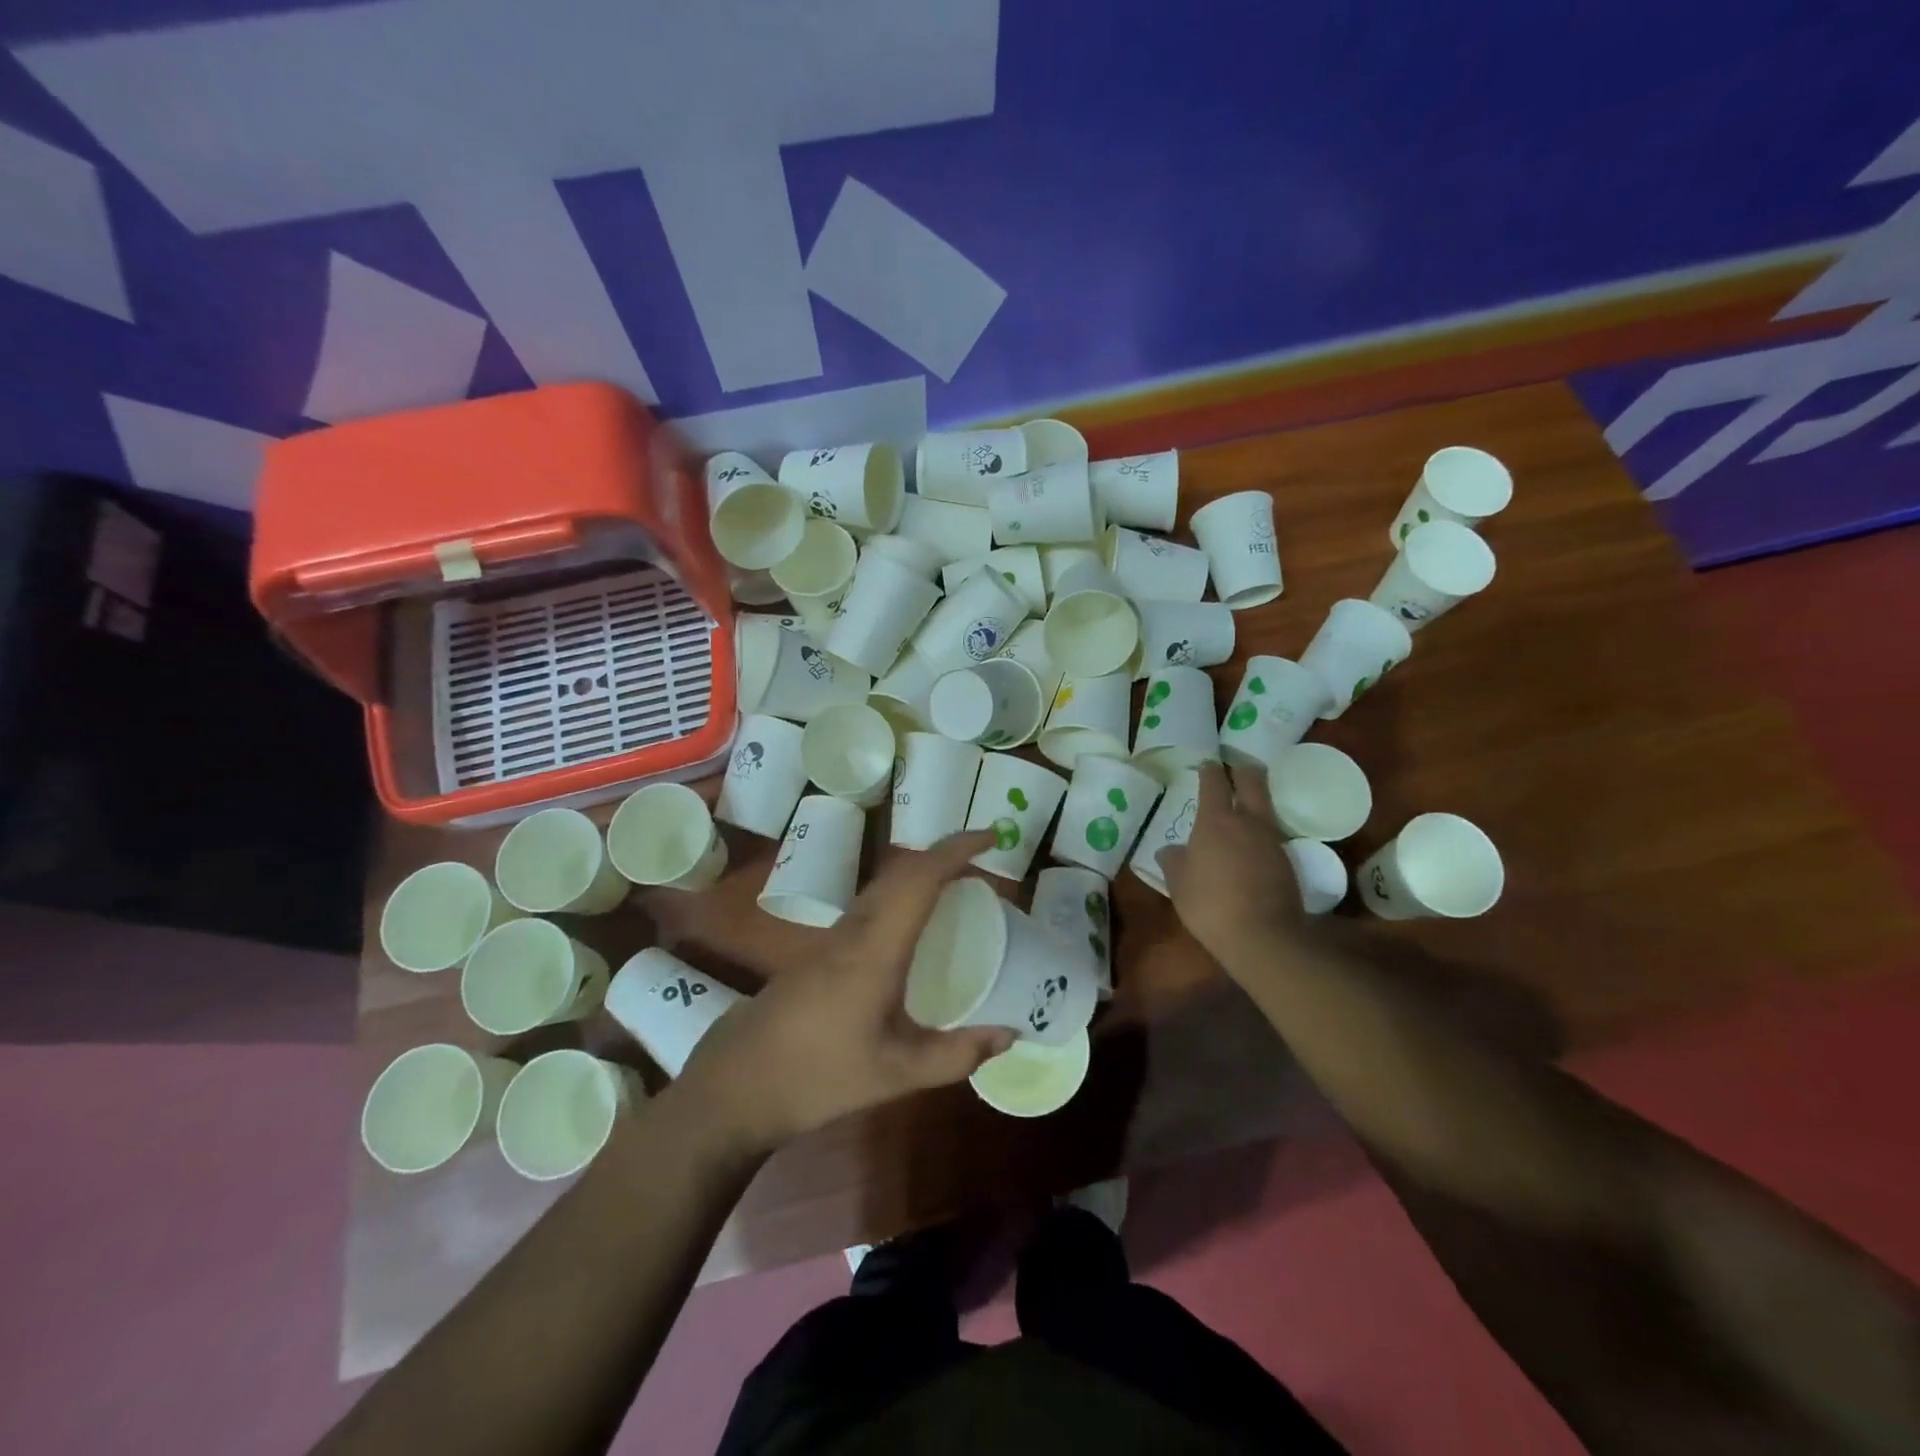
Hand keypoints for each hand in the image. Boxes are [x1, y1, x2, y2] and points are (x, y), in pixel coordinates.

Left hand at [670, 832, 1014, 1154]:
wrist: (737, 1083)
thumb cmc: (819, 1075)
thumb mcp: (897, 1074)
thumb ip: (957, 1054)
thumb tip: (1011, 1035)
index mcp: (876, 947)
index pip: (920, 878)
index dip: (956, 849)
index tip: (991, 836)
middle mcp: (855, 928)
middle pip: (902, 871)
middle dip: (945, 853)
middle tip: (984, 859)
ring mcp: (834, 936)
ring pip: (884, 884)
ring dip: (922, 871)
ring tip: (958, 882)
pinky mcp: (822, 950)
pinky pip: (872, 902)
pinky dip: (904, 893)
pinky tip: (915, 922)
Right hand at [1158, 760, 1302, 968]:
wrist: (1263, 935)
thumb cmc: (1210, 904)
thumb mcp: (1178, 884)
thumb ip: (1173, 861)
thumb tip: (1169, 850)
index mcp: (1215, 821)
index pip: (1214, 783)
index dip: (1209, 771)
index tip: (1207, 765)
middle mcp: (1247, 822)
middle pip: (1251, 782)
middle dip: (1243, 771)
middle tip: (1236, 768)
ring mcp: (1272, 840)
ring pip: (1266, 808)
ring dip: (1256, 801)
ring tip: (1245, 805)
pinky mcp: (1288, 861)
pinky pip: (1272, 835)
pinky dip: (1262, 832)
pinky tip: (1253, 844)